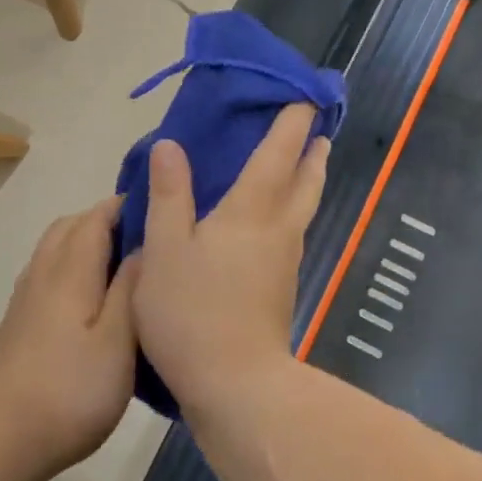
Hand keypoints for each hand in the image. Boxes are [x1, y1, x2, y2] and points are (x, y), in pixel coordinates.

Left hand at [0, 197, 138, 477]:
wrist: (0, 439)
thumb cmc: (71, 390)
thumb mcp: (118, 342)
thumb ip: (131, 289)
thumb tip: (145, 246)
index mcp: (70, 272)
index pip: (96, 218)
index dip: (125, 204)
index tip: (159, 205)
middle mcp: (43, 274)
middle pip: (70, 226)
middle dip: (105, 219)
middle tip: (145, 234)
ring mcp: (25, 299)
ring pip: (55, 249)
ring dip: (85, 241)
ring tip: (122, 262)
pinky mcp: (18, 323)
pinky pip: (47, 273)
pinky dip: (71, 265)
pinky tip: (91, 297)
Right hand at [133, 104, 329, 415]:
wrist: (236, 383)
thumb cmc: (193, 311)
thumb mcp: (165, 249)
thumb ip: (169, 195)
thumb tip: (170, 145)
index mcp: (251, 210)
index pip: (279, 153)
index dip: (292, 123)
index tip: (305, 97)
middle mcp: (279, 229)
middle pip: (306, 180)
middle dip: (312, 150)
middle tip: (317, 130)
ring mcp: (285, 261)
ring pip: (304, 208)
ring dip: (308, 179)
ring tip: (305, 164)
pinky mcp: (282, 288)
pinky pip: (293, 232)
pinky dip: (292, 209)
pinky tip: (274, 220)